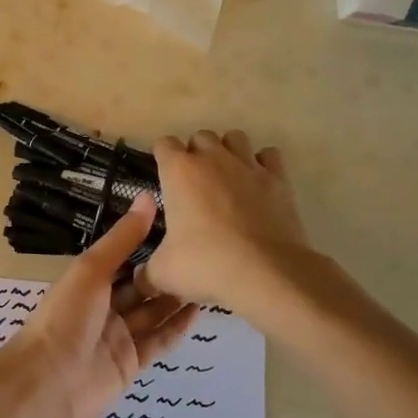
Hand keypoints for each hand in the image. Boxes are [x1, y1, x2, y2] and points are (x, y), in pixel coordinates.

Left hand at [0, 194, 198, 417]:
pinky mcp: (131, 363)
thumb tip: (147, 197)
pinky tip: (199, 311)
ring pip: (152, 313)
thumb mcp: (92, 269)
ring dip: (176, 298)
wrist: (48, 382)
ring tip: (209, 279)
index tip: (181, 227)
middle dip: (166, 273)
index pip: (123, 258)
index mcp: (88, 280)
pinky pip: (158, 341)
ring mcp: (118, 336)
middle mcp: (103, 306)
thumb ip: (123, 238)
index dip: (148, 244)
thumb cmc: (66, 316)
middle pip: (140, 286)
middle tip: (204, 255)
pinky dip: (176, 327)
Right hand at [140, 129, 313, 311]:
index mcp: (179, 171)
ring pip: (235, 137)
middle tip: (194, 184)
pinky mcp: (278, 179)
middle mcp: (213, 158)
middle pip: (200, 137)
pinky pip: (269, 155)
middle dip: (196, 153)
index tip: (163, 177)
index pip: (164, 144)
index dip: (162, 158)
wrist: (266, 273)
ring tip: (226, 177)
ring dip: (228, 151)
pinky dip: (262, 164)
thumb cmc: (206, 264)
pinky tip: (257, 184)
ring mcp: (248, 165)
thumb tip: (139, 281)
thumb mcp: (163, 273)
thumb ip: (146, 272)